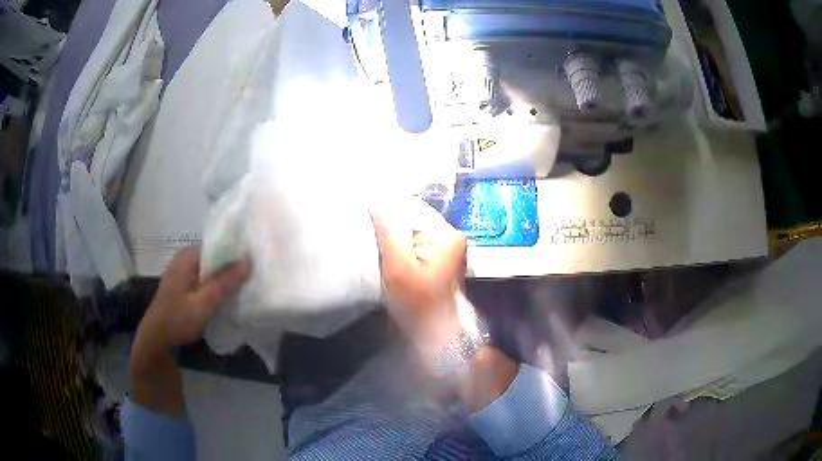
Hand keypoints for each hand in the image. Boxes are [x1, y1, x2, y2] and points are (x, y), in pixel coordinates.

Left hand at [129, 246, 248, 415]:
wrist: (157, 338)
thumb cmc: (178, 319)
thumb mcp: (203, 304)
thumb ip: (224, 283)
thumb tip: (248, 260)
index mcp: (188, 256)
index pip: (218, 245)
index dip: (237, 254)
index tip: (256, 263)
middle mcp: (185, 258)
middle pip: (215, 257)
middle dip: (232, 268)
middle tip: (254, 278)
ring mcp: (184, 270)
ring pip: (211, 269)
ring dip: (225, 278)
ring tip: (245, 286)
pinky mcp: (185, 283)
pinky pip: (205, 278)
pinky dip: (216, 285)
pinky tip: (227, 296)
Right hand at [371, 201, 466, 350]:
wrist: (436, 338)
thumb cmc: (420, 305)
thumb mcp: (399, 266)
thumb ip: (388, 231)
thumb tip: (376, 202)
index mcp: (448, 235)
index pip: (412, 208)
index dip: (387, 210)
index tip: (363, 213)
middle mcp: (451, 238)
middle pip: (412, 221)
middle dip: (389, 228)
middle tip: (367, 235)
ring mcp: (446, 251)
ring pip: (411, 235)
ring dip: (393, 241)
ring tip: (375, 247)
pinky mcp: (438, 263)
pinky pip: (414, 247)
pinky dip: (400, 252)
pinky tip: (387, 259)